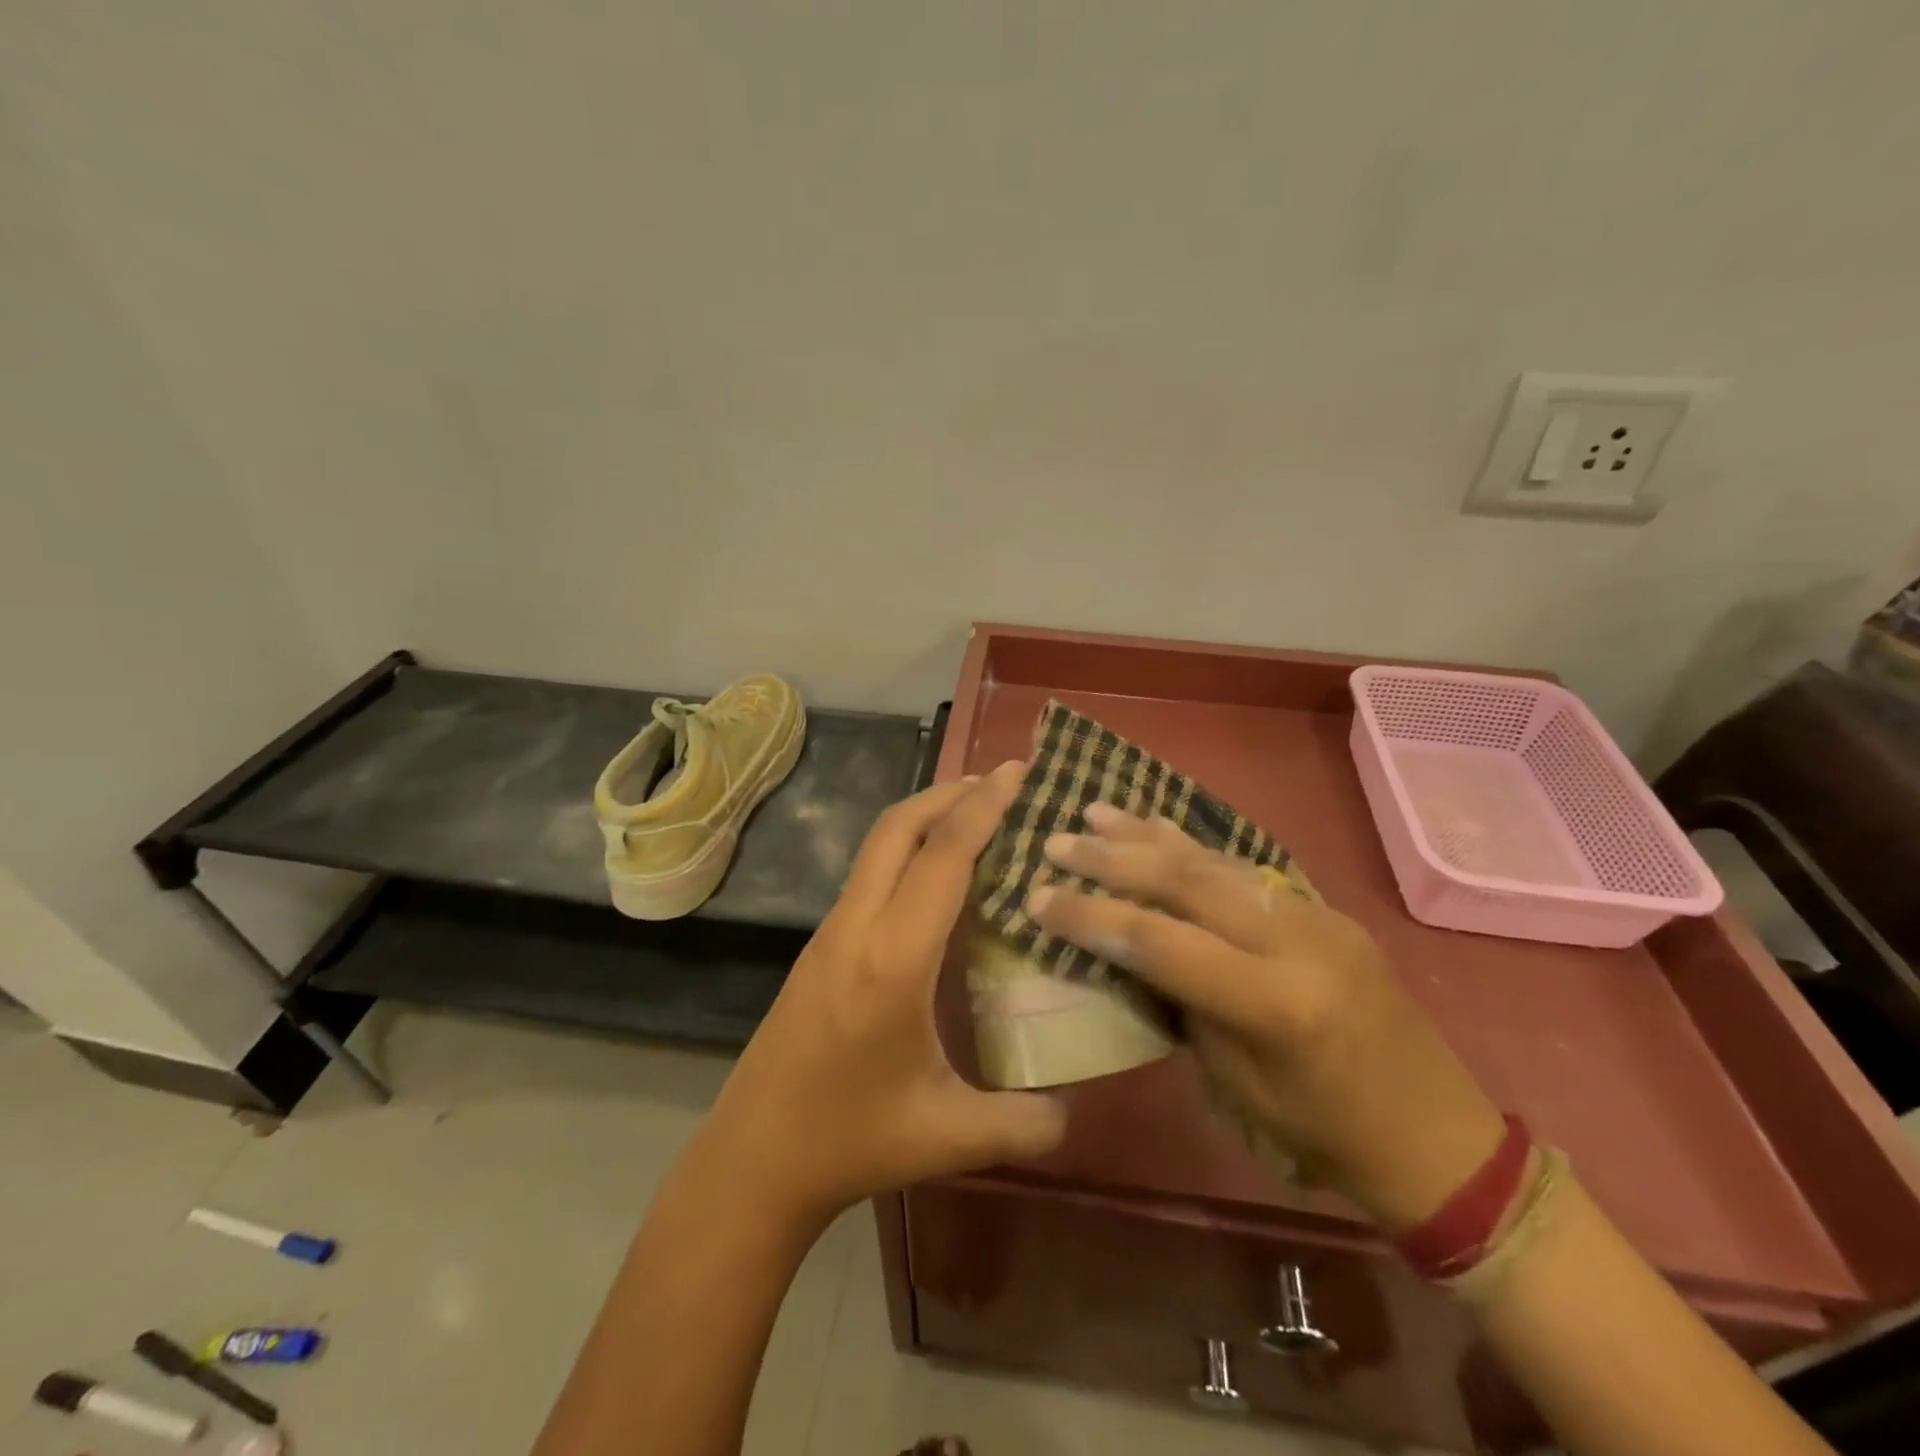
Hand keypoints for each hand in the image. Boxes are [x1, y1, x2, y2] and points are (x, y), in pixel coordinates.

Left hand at [699, 765, 1067, 1225]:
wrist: (754, 1158)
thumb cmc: (850, 1140)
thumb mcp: (949, 1138)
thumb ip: (1025, 1123)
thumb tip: (1077, 1107)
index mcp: (893, 958)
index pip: (943, 856)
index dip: (984, 807)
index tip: (1019, 771)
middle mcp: (858, 926)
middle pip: (899, 826)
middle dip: (951, 792)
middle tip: (1004, 782)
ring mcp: (832, 931)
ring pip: (879, 844)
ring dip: (927, 816)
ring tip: (978, 815)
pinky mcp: (821, 944)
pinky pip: (871, 872)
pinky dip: (909, 848)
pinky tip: (940, 876)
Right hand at [1028, 805, 1504, 1231]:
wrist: (1441, 1138)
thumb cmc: (1327, 1136)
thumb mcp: (1238, 1085)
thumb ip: (1186, 1004)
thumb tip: (1135, 950)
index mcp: (1274, 1003)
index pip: (1160, 942)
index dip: (1091, 916)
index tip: (1037, 898)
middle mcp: (1296, 942)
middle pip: (1186, 882)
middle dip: (1112, 858)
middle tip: (1057, 840)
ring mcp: (1317, 917)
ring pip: (1217, 860)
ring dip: (1149, 835)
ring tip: (1096, 811)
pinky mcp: (1326, 910)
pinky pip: (1247, 869)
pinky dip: (1194, 847)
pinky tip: (1159, 828)